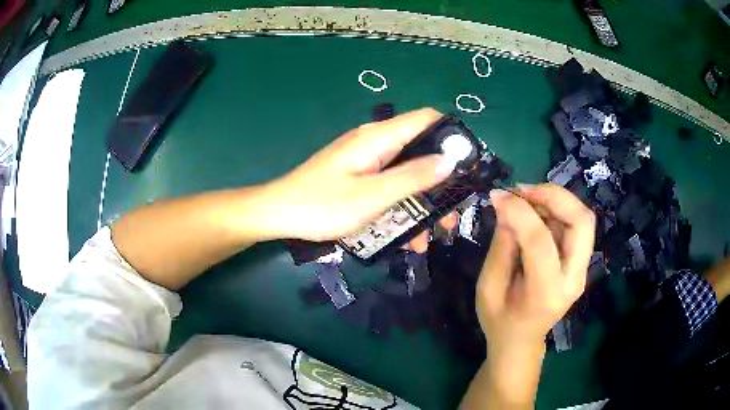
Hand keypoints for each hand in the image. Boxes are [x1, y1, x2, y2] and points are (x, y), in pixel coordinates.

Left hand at [262, 108, 455, 240]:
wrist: (279, 215)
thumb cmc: (322, 205)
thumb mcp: (373, 196)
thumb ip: (413, 177)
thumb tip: (450, 159)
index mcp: (379, 138)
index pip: (426, 119)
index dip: (451, 136)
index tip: (468, 165)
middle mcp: (376, 143)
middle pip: (421, 150)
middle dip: (441, 181)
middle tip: (452, 212)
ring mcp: (367, 161)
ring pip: (407, 173)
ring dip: (423, 202)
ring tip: (431, 235)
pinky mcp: (360, 177)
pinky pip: (390, 186)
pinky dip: (402, 207)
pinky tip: (407, 237)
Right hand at [477, 184, 595, 355]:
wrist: (521, 341)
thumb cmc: (499, 321)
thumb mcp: (487, 288)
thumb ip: (501, 247)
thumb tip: (507, 207)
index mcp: (545, 293)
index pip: (540, 242)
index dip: (519, 212)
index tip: (497, 196)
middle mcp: (573, 279)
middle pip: (581, 222)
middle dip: (554, 196)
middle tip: (523, 190)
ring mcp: (581, 270)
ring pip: (583, 219)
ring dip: (556, 200)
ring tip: (527, 198)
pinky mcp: (581, 264)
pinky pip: (576, 226)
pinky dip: (557, 210)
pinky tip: (535, 212)